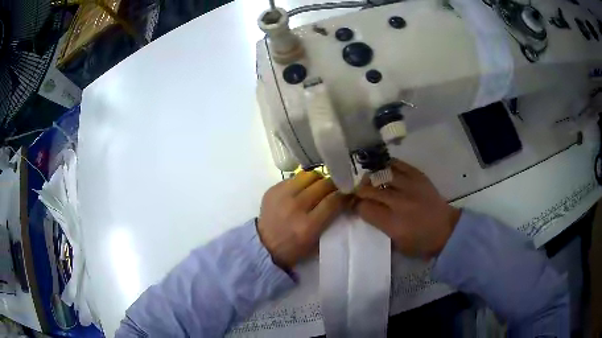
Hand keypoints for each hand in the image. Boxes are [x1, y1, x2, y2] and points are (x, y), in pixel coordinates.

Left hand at [257, 171, 349, 268]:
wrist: (264, 245)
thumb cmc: (294, 248)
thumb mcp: (316, 242)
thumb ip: (330, 221)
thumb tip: (343, 199)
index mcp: (308, 226)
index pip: (332, 201)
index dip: (344, 194)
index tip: (349, 192)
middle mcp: (295, 207)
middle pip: (322, 185)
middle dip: (334, 184)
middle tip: (337, 186)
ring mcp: (281, 196)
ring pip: (308, 176)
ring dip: (318, 179)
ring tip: (320, 185)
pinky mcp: (272, 190)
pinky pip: (294, 177)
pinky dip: (302, 182)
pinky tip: (303, 189)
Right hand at [354, 159, 460, 257]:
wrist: (446, 230)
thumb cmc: (420, 242)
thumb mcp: (396, 244)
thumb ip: (379, 226)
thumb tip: (365, 211)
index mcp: (393, 223)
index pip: (364, 208)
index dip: (355, 206)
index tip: (354, 206)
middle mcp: (399, 202)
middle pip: (369, 189)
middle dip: (359, 191)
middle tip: (357, 193)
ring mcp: (410, 186)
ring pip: (381, 174)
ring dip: (370, 177)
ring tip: (368, 179)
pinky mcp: (418, 176)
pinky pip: (397, 165)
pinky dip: (387, 166)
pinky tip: (382, 169)